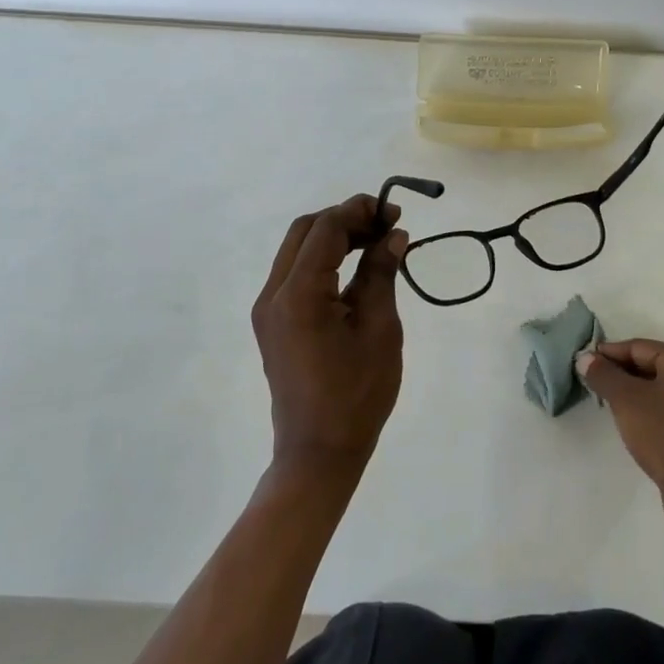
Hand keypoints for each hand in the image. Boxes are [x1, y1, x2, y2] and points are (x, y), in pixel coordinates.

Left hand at [252, 193, 407, 486]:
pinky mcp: (273, 322)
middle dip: (346, 219)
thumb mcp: (379, 329)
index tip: (395, 214)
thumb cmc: (357, 394)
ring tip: (376, 243)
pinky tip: (355, 269)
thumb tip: (393, 236)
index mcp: (299, 294)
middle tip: (386, 227)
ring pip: (297, 250)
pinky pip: (295, 274)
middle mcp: (273, 293)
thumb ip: (381, 274)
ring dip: (334, 238)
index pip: (326, 229)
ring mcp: (268, 309)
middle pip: (305, 231)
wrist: (318, 452)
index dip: (361, 211)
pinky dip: (323, 261)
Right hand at [577, 339, 663, 524]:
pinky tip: (643, 424)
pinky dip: (660, 410)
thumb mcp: (626, 401)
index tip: (586, 363)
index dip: (609, 354)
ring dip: (642, 393)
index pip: (640, 347)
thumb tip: (585, 358)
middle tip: (597, 383)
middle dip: (625, 374)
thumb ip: (604, 375)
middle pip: (657, 366)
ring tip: (616, 404)